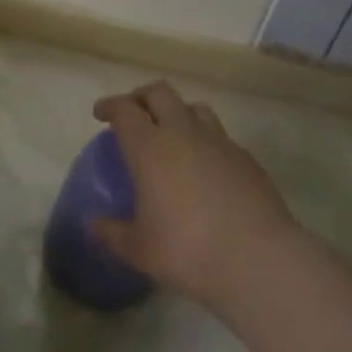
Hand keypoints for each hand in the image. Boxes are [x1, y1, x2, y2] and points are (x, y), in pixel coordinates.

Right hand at [91, 82, 301, 312]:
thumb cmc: (189, 251)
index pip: (125, 110)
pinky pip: (219, 136)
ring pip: (193, 108)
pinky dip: (205, 141)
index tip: (101, 114)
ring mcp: (218, 141)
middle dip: (141, 97)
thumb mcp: (140, 250)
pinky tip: (205, 167)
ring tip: (171, 134)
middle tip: (133, 114)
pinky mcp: (245, 157)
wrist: (258, 259)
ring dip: (177, 112)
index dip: (110, 106)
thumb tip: (93, 225)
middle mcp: (183, 133)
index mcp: (150, 147)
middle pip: (159, 93)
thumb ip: (113, 233)